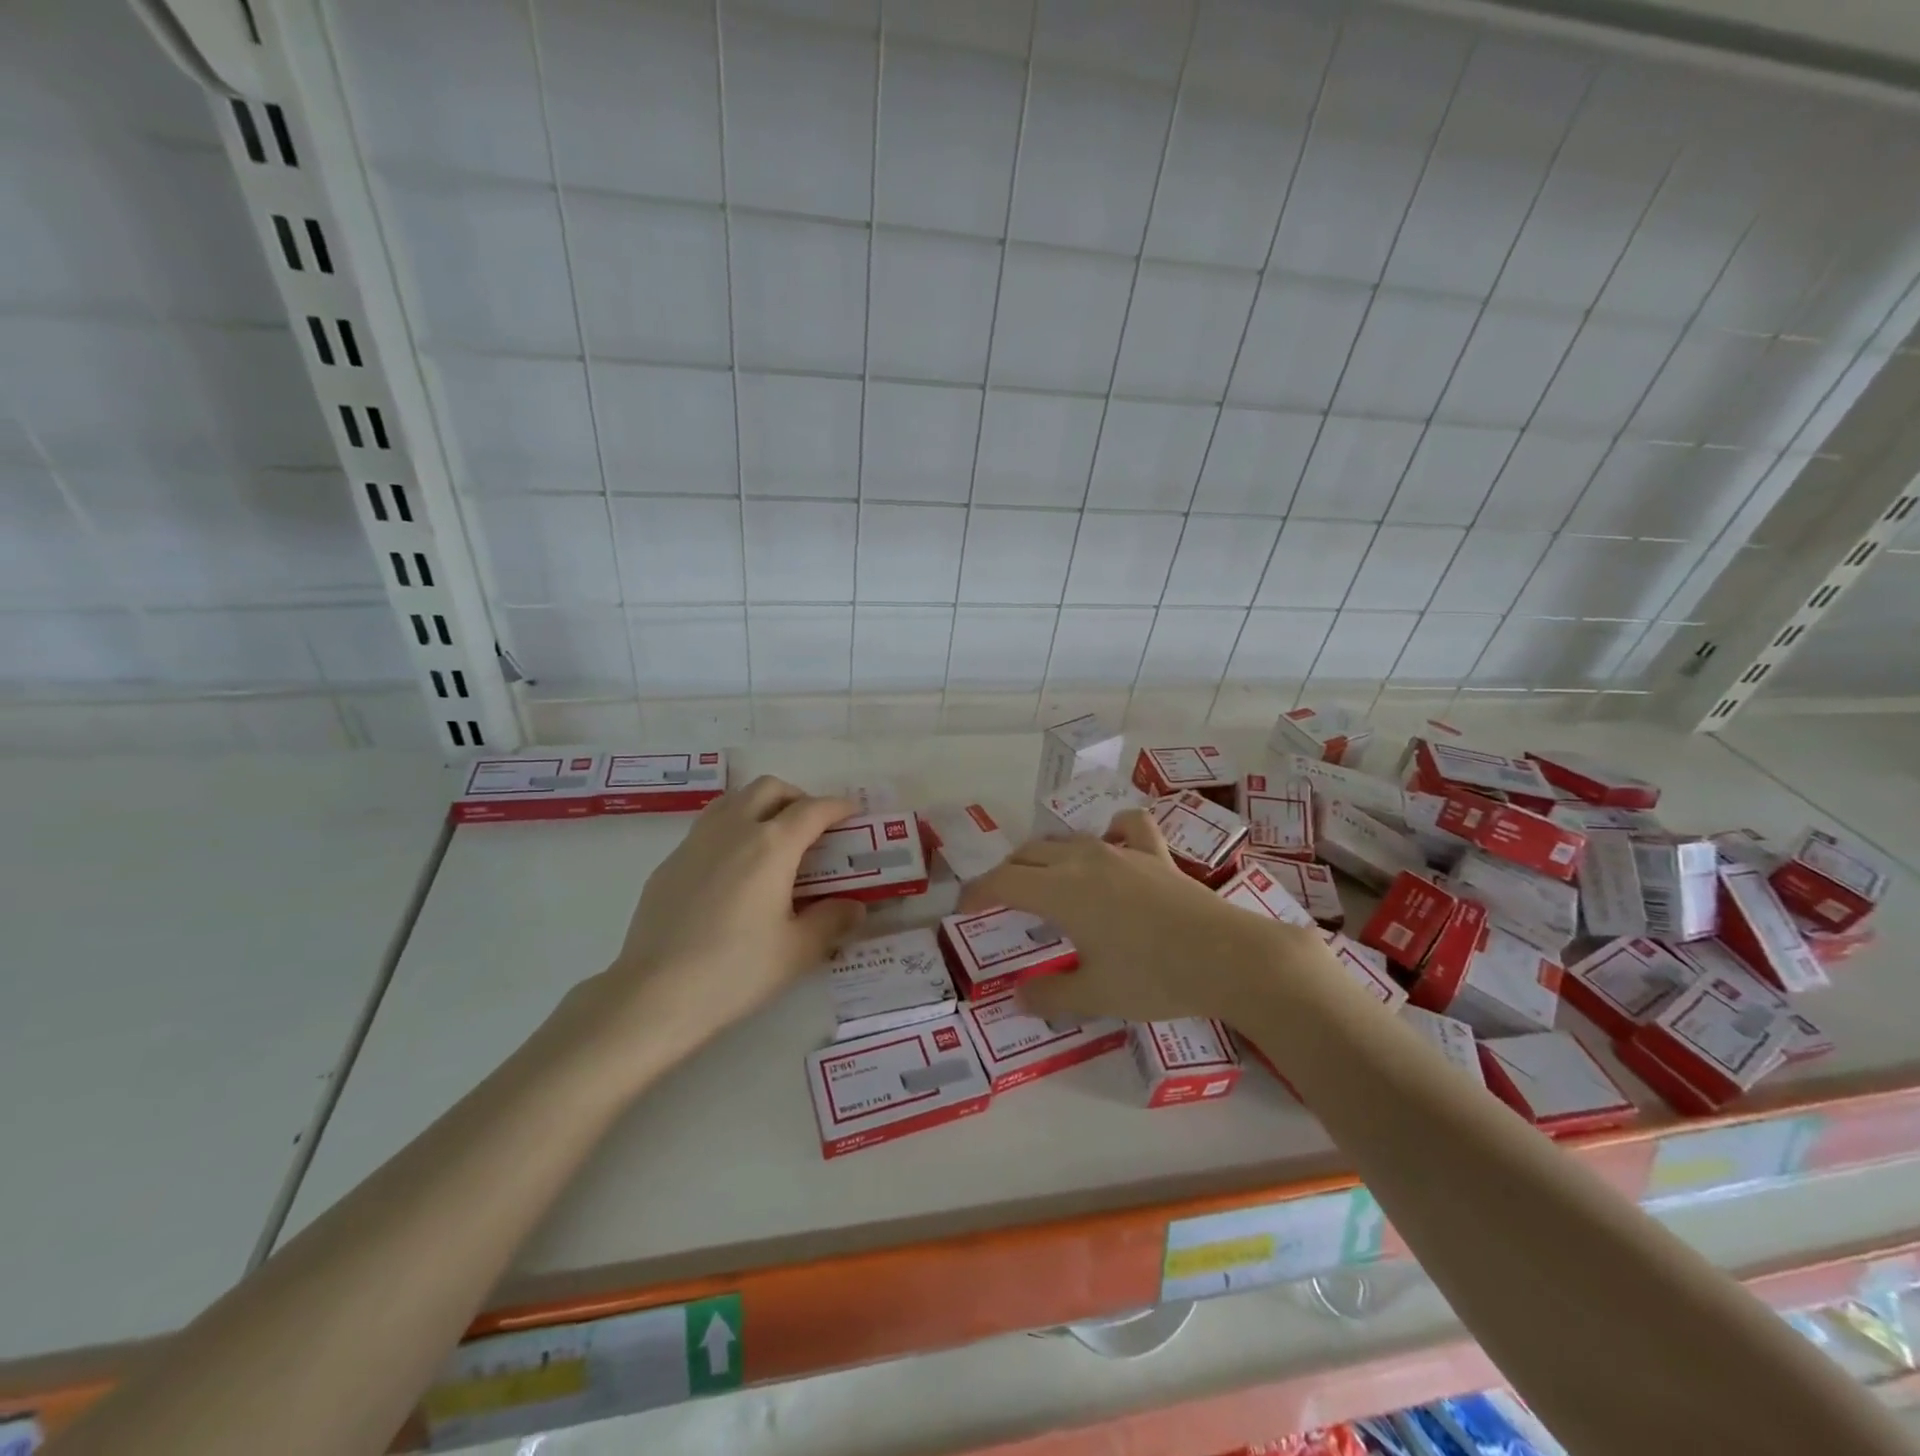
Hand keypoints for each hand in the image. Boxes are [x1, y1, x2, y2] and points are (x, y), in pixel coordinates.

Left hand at [558, 777, 866, 1071]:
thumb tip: (854, 906)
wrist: (654, 995)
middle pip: (769, 789)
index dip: (838, 807)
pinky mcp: (670, 862)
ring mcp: (696, 842)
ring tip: (774, 838)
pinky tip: (734, 869)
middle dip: (797, 798)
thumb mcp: (797, 951)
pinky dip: (732, 829)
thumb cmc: (735, 971)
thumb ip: (832, 921)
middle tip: (813, 827)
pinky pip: (708, 827)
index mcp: (771, 846)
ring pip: (734, 799)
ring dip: (761, 805)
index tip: (853, 813)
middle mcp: (734, 830)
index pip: (813, 810)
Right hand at [962, 809, 1306, 1024]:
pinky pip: (1127, 828)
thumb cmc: (1155, 978)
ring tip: (1045, 881)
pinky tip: (1112, 845)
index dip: (976, 893)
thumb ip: (1049, 996)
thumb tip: (1019, 996)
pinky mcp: (1155, 854)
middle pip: (1027, 855)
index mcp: (1060, 891)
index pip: (1001, 882)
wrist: (1231, 958)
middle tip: (1000, 903)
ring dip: (1045, 857)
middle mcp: (1083, 860)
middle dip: (1006, 875)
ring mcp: (1121, 852)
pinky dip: (1111, 831)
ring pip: (1067, 841)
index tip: (963, 910)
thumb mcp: (1095, 996)